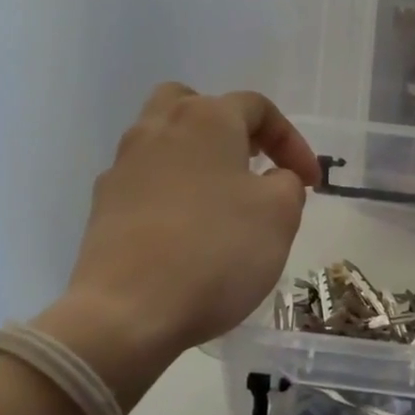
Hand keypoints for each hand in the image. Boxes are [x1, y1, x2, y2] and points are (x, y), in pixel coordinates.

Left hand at [33, 84, 318, 408]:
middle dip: (230, 129)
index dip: (291, 141)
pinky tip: (184, 229)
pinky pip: (145, 180)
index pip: (257, 107)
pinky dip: (169, 191)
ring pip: (164, 140)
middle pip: (195, 105)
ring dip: (197, 158)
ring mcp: (123, 165)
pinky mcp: (104, 204)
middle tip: (252, 164)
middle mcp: (158, 128)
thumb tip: (272, 180)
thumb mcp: (280, 215)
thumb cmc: (216, 252)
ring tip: (220, 198)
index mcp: (206, 119)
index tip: (310, 183)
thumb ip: (287, 184)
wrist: (128, 310)